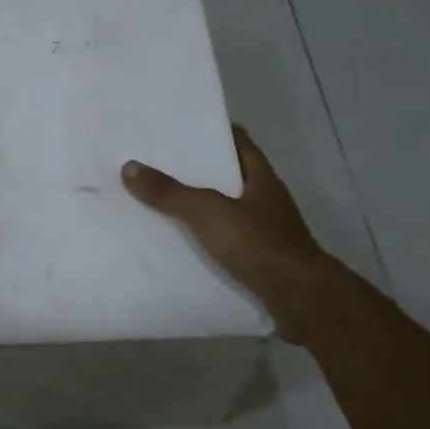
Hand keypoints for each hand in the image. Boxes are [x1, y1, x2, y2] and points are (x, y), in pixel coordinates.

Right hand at [123, 125, 337, 342]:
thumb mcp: (208, 213)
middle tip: (160, 166)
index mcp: (262, 179)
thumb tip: (130, 167)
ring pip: (228, 212)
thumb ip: (170, 192)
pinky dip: (207, 242)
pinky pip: (228, 243)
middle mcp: (267, 201)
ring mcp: (266, 233)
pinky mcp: (261, 261)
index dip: (214, 132)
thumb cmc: (258, 244)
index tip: (182, 129)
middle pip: (230, 177)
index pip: (239, 142)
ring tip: (162, 205)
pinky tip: (182, 247)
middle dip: (199, 172)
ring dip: (201, 209)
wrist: (299, 298)